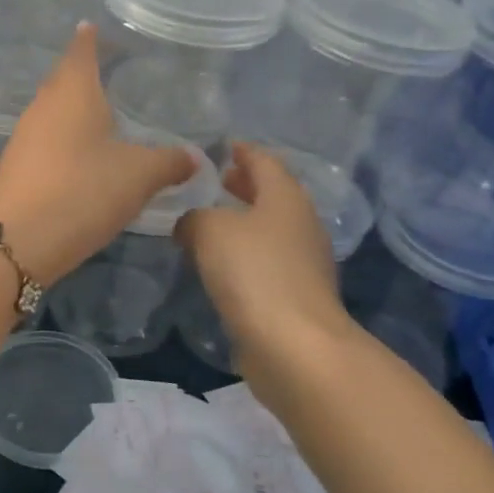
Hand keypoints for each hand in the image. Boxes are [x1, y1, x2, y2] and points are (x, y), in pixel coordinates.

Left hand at [0, 25, 195, 284]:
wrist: (22, 239)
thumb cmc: (85, 190)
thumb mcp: (139, 176)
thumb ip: (170, 162)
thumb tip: (195, 157)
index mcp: (73, 93)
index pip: (81, 52)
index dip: (89, 40)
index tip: (90, 26)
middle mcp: (43, 107)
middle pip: (62, 80)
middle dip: (80, 74)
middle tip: (103, 72)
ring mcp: (23, 136)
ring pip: (50, 112)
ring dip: (70, 110)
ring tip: (94, 115)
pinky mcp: (14, 166)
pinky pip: (42, 140)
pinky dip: (60, 139)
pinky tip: (76, 157)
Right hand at [175, 142, 356, 387]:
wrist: (295, 346)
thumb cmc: (254, 273)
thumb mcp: (210, 230)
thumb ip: (194, 217)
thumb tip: (191, 223)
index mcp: (285, 198)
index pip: (264, 161)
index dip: (242, 151)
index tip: (222, 146)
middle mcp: (300, 224)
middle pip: (271, 195)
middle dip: (243, 185)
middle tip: (214, 180)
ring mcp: (302, 263)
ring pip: (268, 230)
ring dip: (242, 222)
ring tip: (208, 222)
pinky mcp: (294, 297)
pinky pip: (265, 263)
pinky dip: (244, 255)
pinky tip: (219, 265)